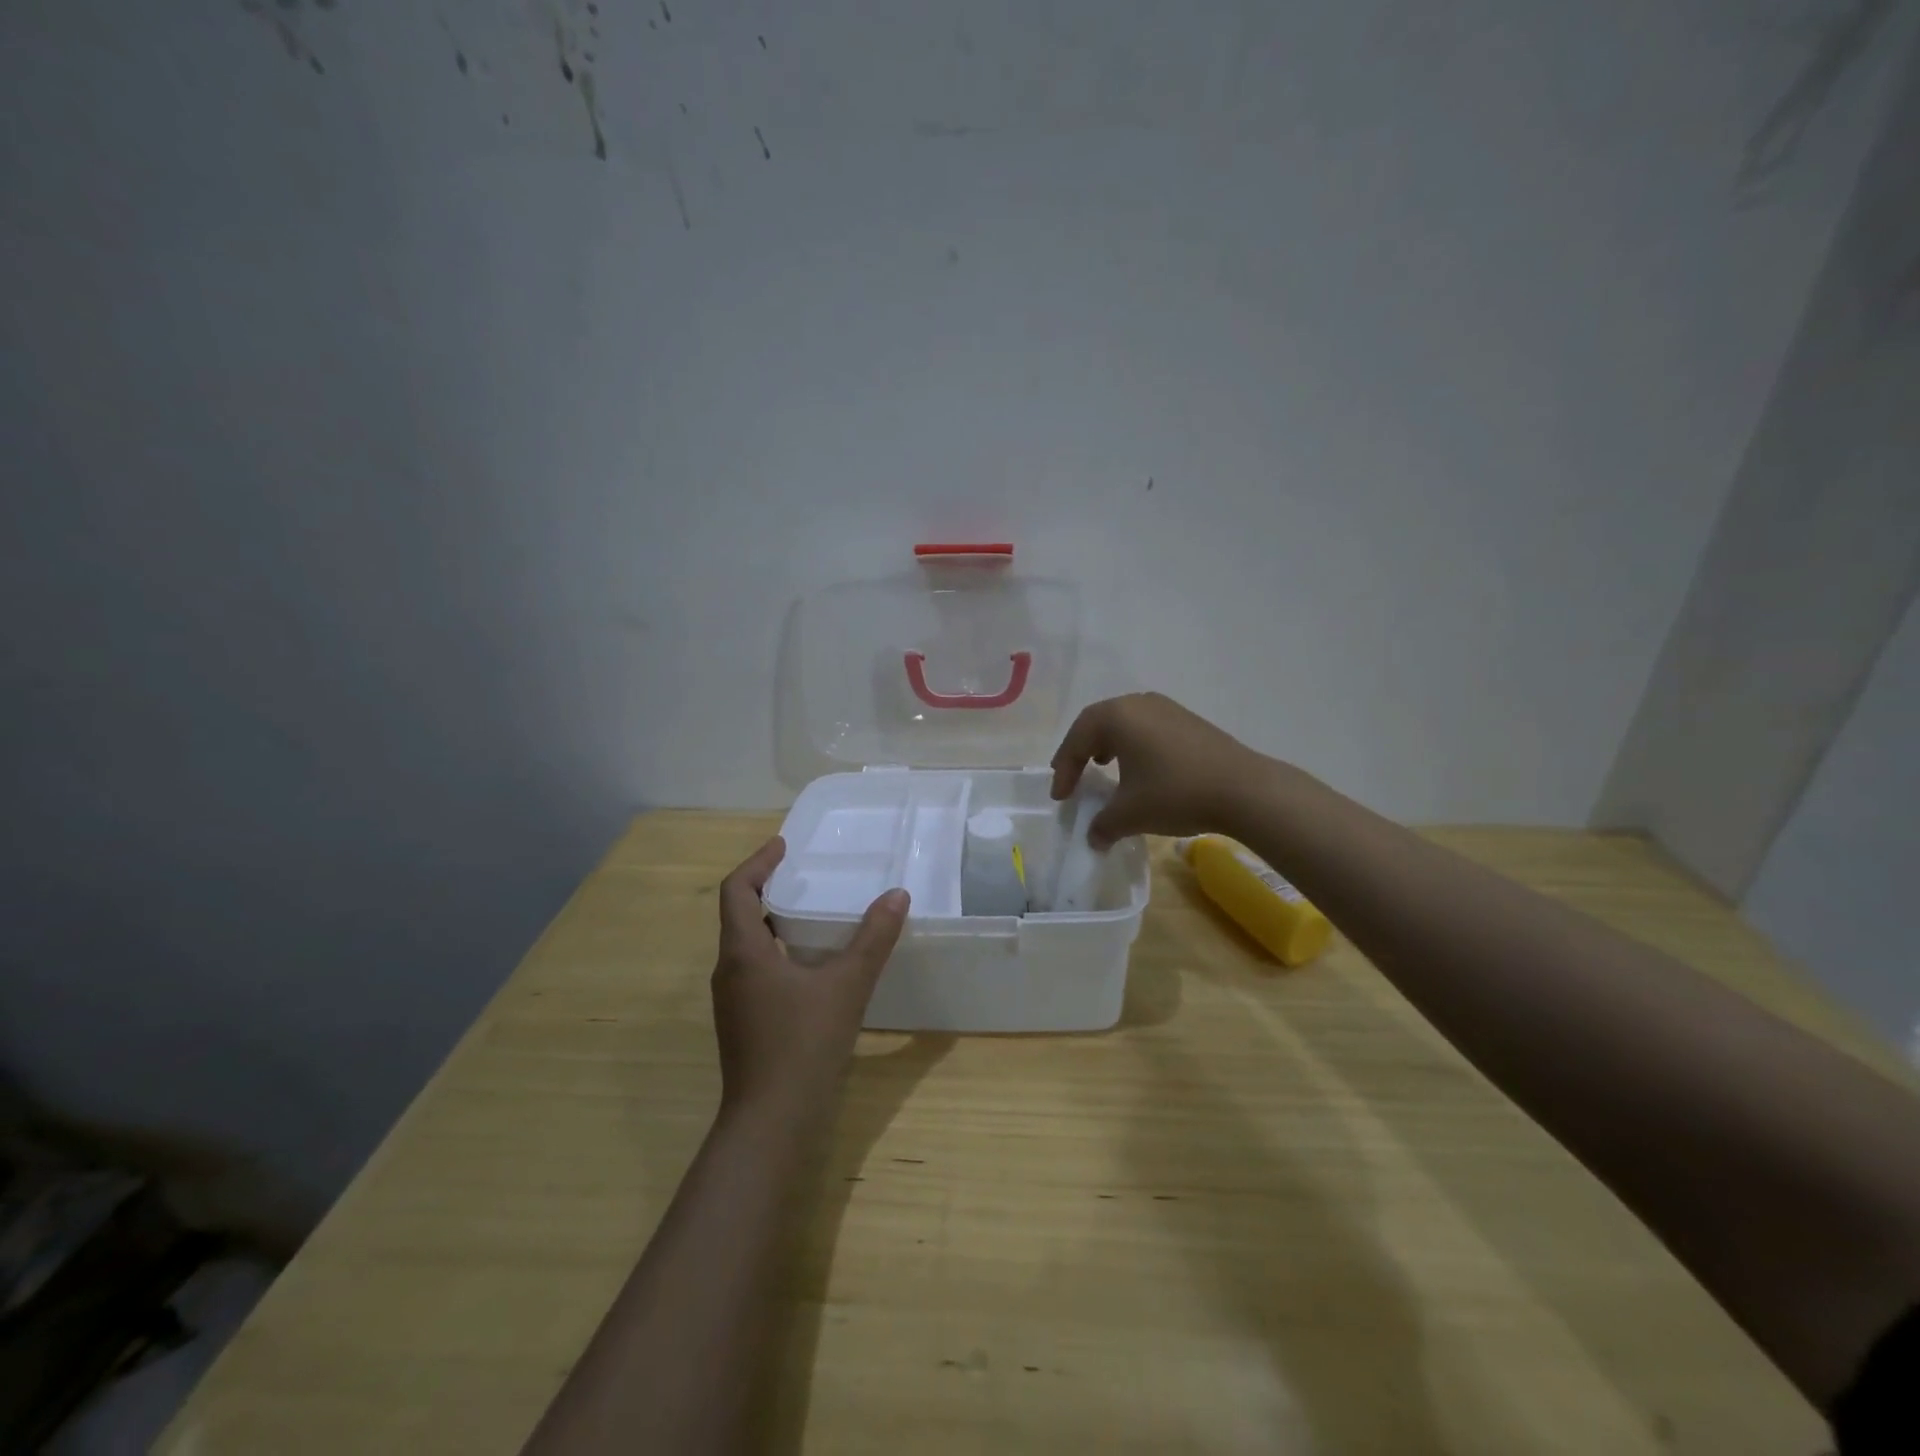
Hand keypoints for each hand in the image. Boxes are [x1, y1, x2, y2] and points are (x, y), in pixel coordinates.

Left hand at [712, 838, 908, 1122]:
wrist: (771, 1124)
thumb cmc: (802, 1045)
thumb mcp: (847, 986)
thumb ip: (873, 939)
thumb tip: (896, 896)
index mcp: (743, 952)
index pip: (736, 890)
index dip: (757, 862)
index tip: (784, 845)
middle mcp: (729, 971)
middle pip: (740, 915)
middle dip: (768, 889)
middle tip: (804, 876)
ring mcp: (733, 1002)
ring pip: (748, 946)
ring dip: (773, 922)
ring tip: (812, 914)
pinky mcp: (744, 1024)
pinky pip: (757, 971)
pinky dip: (779, 953)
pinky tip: (813, 966)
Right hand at [1050, 692, 1273, 847]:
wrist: (1244, 790)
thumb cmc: (1175, 793)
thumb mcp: (1130, 814)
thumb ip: (1103, 824)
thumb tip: (1093, 838)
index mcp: (1117, 716)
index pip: (1077, 740)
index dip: (1064, 769)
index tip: (1060, 796)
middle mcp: (1138, 703)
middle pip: (1097, 723)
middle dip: (1081, 751)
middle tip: (1071, 775)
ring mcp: (1167, 708)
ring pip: (1124, 723)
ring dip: (1107, 745)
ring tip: (1101, 767)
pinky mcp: (1188, 721)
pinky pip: (1147, 728)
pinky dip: (1132, 745)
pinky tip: (1138, 768)